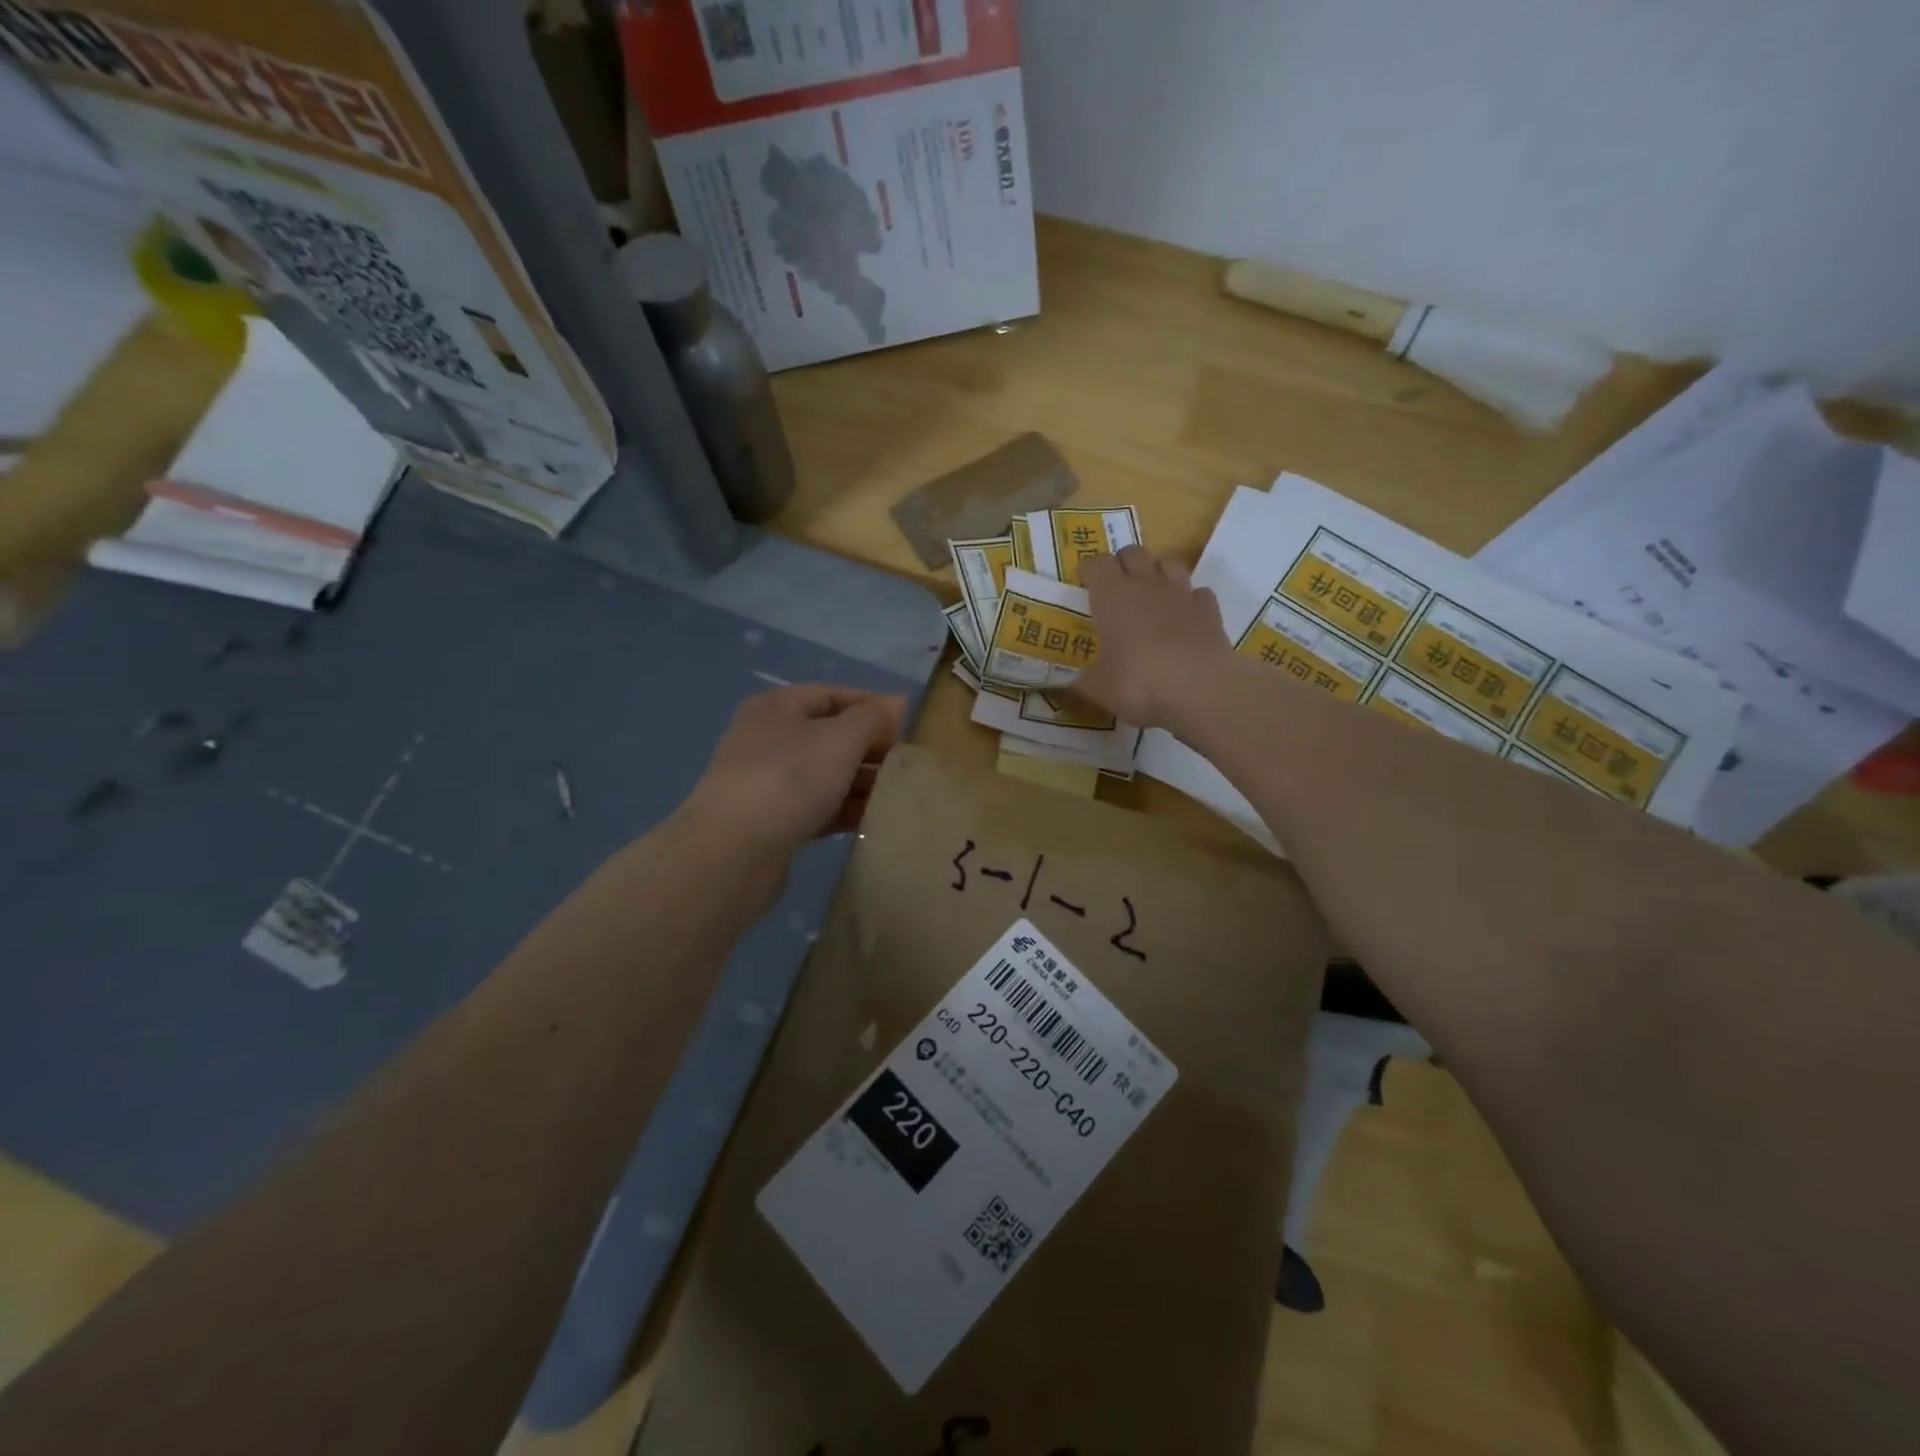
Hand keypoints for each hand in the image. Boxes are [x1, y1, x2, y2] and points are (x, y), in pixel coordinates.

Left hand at [677, 684, 906, 860]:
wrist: (732, 851)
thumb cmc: (790, 778)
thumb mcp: (840, 739)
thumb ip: (872, 718)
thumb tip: (896, 702)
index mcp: (777, 707)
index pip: (831, 695)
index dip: (870, 706)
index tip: (905, 726)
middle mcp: (767, 739)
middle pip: (828, 735)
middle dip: (868, 748)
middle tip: (905, 766)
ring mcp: (766, 782)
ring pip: (824, 775)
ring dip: (860, 783)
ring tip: (896, 796)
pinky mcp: (770, 822)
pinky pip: (816, 808)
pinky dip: (843, 811)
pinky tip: (871, 820)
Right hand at [1073, 547, 1231, 728]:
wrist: (1201, 691)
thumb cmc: (1138, 684)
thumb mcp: (1098, 690)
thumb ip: (1082, 683)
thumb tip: (1067, 686)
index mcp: (1112, 596)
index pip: (1096, 563)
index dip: (1088, 570)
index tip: (1083, 583)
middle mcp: (1146, 585)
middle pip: (1132, 553)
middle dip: (1122, 564)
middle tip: (1115, 588)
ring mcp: (1182, 594)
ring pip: (1169, 563)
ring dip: (1157, 573)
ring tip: (1150, 596)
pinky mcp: (1210, 610)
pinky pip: (1198, 593)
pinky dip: (1189, 601)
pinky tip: (1184, 618)